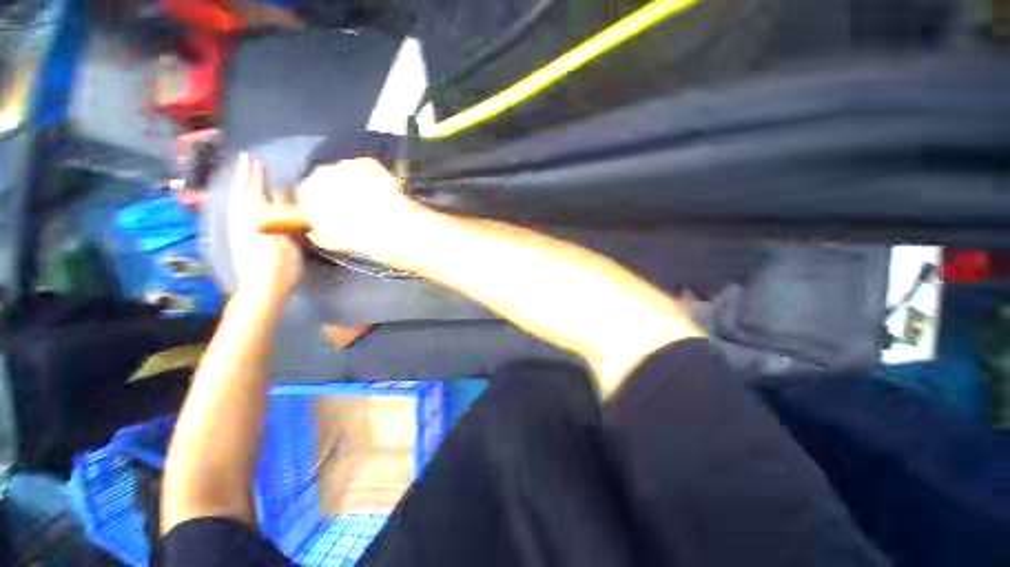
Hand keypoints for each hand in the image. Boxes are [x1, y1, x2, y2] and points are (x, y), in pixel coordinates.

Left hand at [228, 154, 302, 299]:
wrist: (261, 289)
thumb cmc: (279, 266)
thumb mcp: (287, 239)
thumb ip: (283, 213)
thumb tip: (284, 193)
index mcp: (256, 220)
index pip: (256, 192)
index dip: (257, 176)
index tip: (258, 160)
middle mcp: (243, 221)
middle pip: (241, 194)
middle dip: (244, 176)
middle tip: (246, 160)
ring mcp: (238, 230)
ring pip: (235, 202)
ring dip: (239, 186)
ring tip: (242, 175)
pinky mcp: (238, 239)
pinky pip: (235, 211)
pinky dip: (237, 200)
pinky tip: (238, 201)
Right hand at [295, 158, 428, 261]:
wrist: (393, 227)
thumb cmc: (361, 239)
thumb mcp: (333, 242)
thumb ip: (319, 232)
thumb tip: (317, 229)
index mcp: (307, 195)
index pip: (306, 195)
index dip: (321, 204)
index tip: (333, 212)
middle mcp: (320, 174)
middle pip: (325, 180)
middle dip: (337, 191)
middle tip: (356, 207)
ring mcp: (344, 165)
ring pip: (346, 172)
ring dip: (356, 183)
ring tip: (374, 200)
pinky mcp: (367, 162)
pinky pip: (366, 168)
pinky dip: (373, 177)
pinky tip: (384, 191)